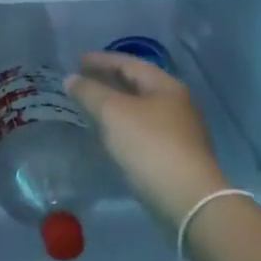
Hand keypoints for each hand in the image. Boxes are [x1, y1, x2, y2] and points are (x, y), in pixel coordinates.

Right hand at [66, 52, 228, 224]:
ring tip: (90, 106)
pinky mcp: (175, 156)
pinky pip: (143, 130)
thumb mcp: (113, 112)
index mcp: (165, 86)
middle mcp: (176, 104)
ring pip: (140, 109)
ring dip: (115, 104)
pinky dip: (123, 125)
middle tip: (81, 81)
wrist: (188, 201)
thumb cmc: (150, 145)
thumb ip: (90, 91)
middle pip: (137, 84)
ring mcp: (179, 131)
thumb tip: (71, 79)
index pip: (129, 63)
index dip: (101, 60)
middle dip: (108, 80)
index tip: (76, 61)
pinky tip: (109, 134)